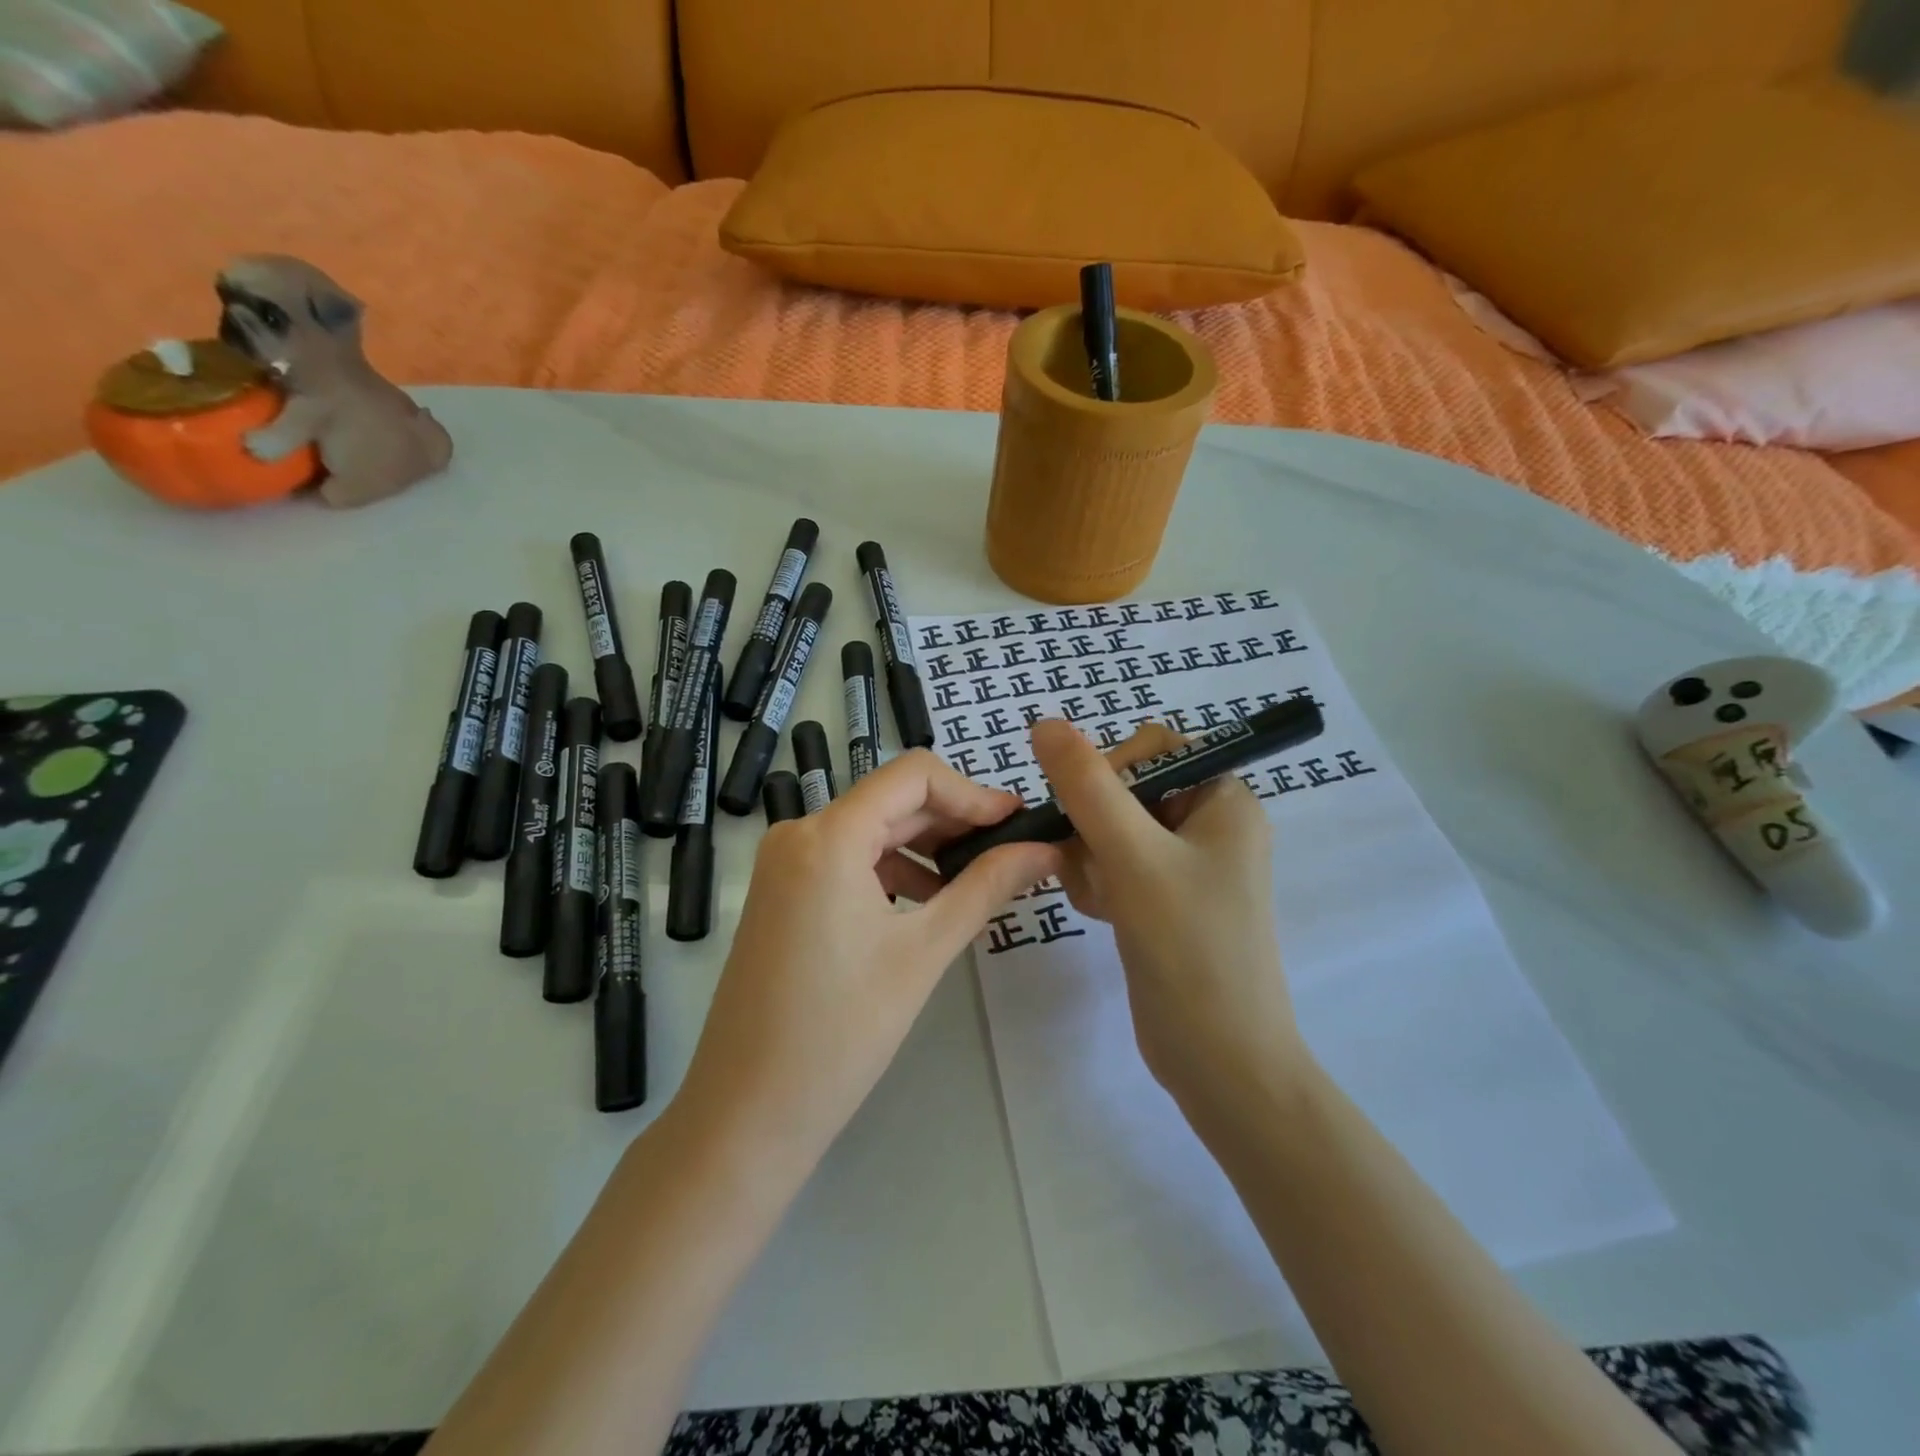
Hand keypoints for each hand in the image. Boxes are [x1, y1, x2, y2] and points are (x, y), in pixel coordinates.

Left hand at [677, 751, 1061, 1177]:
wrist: (747, 1112)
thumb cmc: (841, 1031)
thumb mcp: (924, 951)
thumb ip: (986, 886)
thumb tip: (1044, 849)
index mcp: (829, 835)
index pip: (914, 775)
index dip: (972, 792)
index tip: (1017, 822)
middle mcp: (799, 833)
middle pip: (892, 801)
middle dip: (954, 821)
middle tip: (1011, 851)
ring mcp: (784, 864)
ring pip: (871, 831)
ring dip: (925, 847)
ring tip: (975, 882)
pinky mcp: (781, 893)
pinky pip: (846, 860)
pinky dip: (891, 870)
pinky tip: (925, 904)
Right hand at [1029, 719, 1302, 1113]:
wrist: (1220, 1060)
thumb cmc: (1190, 947)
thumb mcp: (1134, 856)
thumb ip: (1088, 786)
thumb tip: (1044, 723)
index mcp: (1224, 800)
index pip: (1154, 748)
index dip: (1110, 770)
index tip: (1085, 812)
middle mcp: (1209, 825)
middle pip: (1126, 790)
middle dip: (1094, 825)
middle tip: (1091, 865)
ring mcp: (1186, 867)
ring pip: (1112, 831)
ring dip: (1090, 857)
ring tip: (1098, 897)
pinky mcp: (1164, 902)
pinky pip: (1115, 867)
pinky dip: (1098, 882)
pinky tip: (1100, 913)